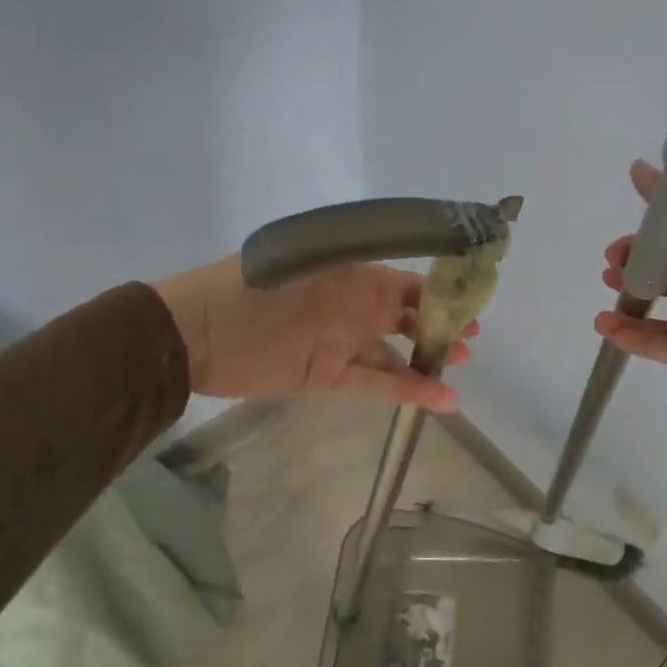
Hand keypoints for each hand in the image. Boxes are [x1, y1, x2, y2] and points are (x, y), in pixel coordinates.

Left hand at [152, 256, 473, 412]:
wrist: (195, 336)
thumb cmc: (251, 291)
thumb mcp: (307, 267)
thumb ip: (356, 273)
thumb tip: (406, 277)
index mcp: (350, 275)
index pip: (404, 282)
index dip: (438, 292)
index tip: (470, 301)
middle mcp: (351, 306)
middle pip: (405, 315)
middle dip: (439, 324)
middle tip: (472, 338)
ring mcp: (341, 342)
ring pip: (394, 351)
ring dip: (427, 359)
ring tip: (462, 366)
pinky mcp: (328, 375)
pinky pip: (376, 382)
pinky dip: (408, 390)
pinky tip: (441, 399)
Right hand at [595, 161, 666, 425]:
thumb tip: (637, 167)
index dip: (647, 239)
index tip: (621, 241)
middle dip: (635, 270)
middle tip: (612, 267)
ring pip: (662, 314)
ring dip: (631, 306)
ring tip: (607, 299)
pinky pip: (665, 345)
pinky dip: (635, 338)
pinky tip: (607, 326)